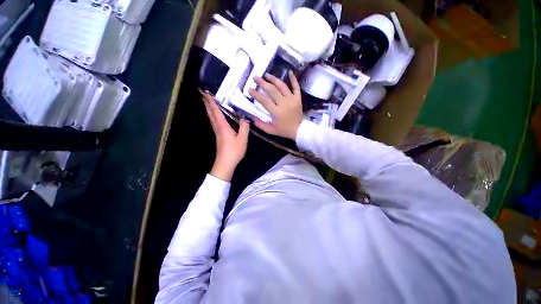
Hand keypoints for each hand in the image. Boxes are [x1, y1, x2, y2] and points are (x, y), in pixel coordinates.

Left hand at [200, 90, 249, 181]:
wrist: (225, 163)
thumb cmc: (234, 151)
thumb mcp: (242, 139)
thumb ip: (244, 128)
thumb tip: (245, 119)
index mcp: (223, 127)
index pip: (216, 111)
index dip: (211, 102)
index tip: (206, 92)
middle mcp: (218, 128)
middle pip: (210, 113)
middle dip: (206, 103)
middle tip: (203, 94)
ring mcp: (217, 132)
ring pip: (211, 118)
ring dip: (208, 109)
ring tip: (207, 102)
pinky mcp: (218, 136)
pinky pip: (214, 122)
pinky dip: (212, 116)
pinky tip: (215, 116)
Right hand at [248, 72, 303, 139]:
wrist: (299, 130)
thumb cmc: (284, 130)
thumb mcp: (270, 130)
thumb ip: (260, 124)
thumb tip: (251, 117)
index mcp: (277, 112)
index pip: (264, 100)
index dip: (256, 94)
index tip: (249, 89)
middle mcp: (284, 103)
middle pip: (272, 90)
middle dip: (262, 83)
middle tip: (255, 78)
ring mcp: (292, 99)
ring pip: (282, 86)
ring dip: (274, 79)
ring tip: (267, 75)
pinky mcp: (298, 98)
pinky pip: (296, 87)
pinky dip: (293, 79)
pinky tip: (290, 72)